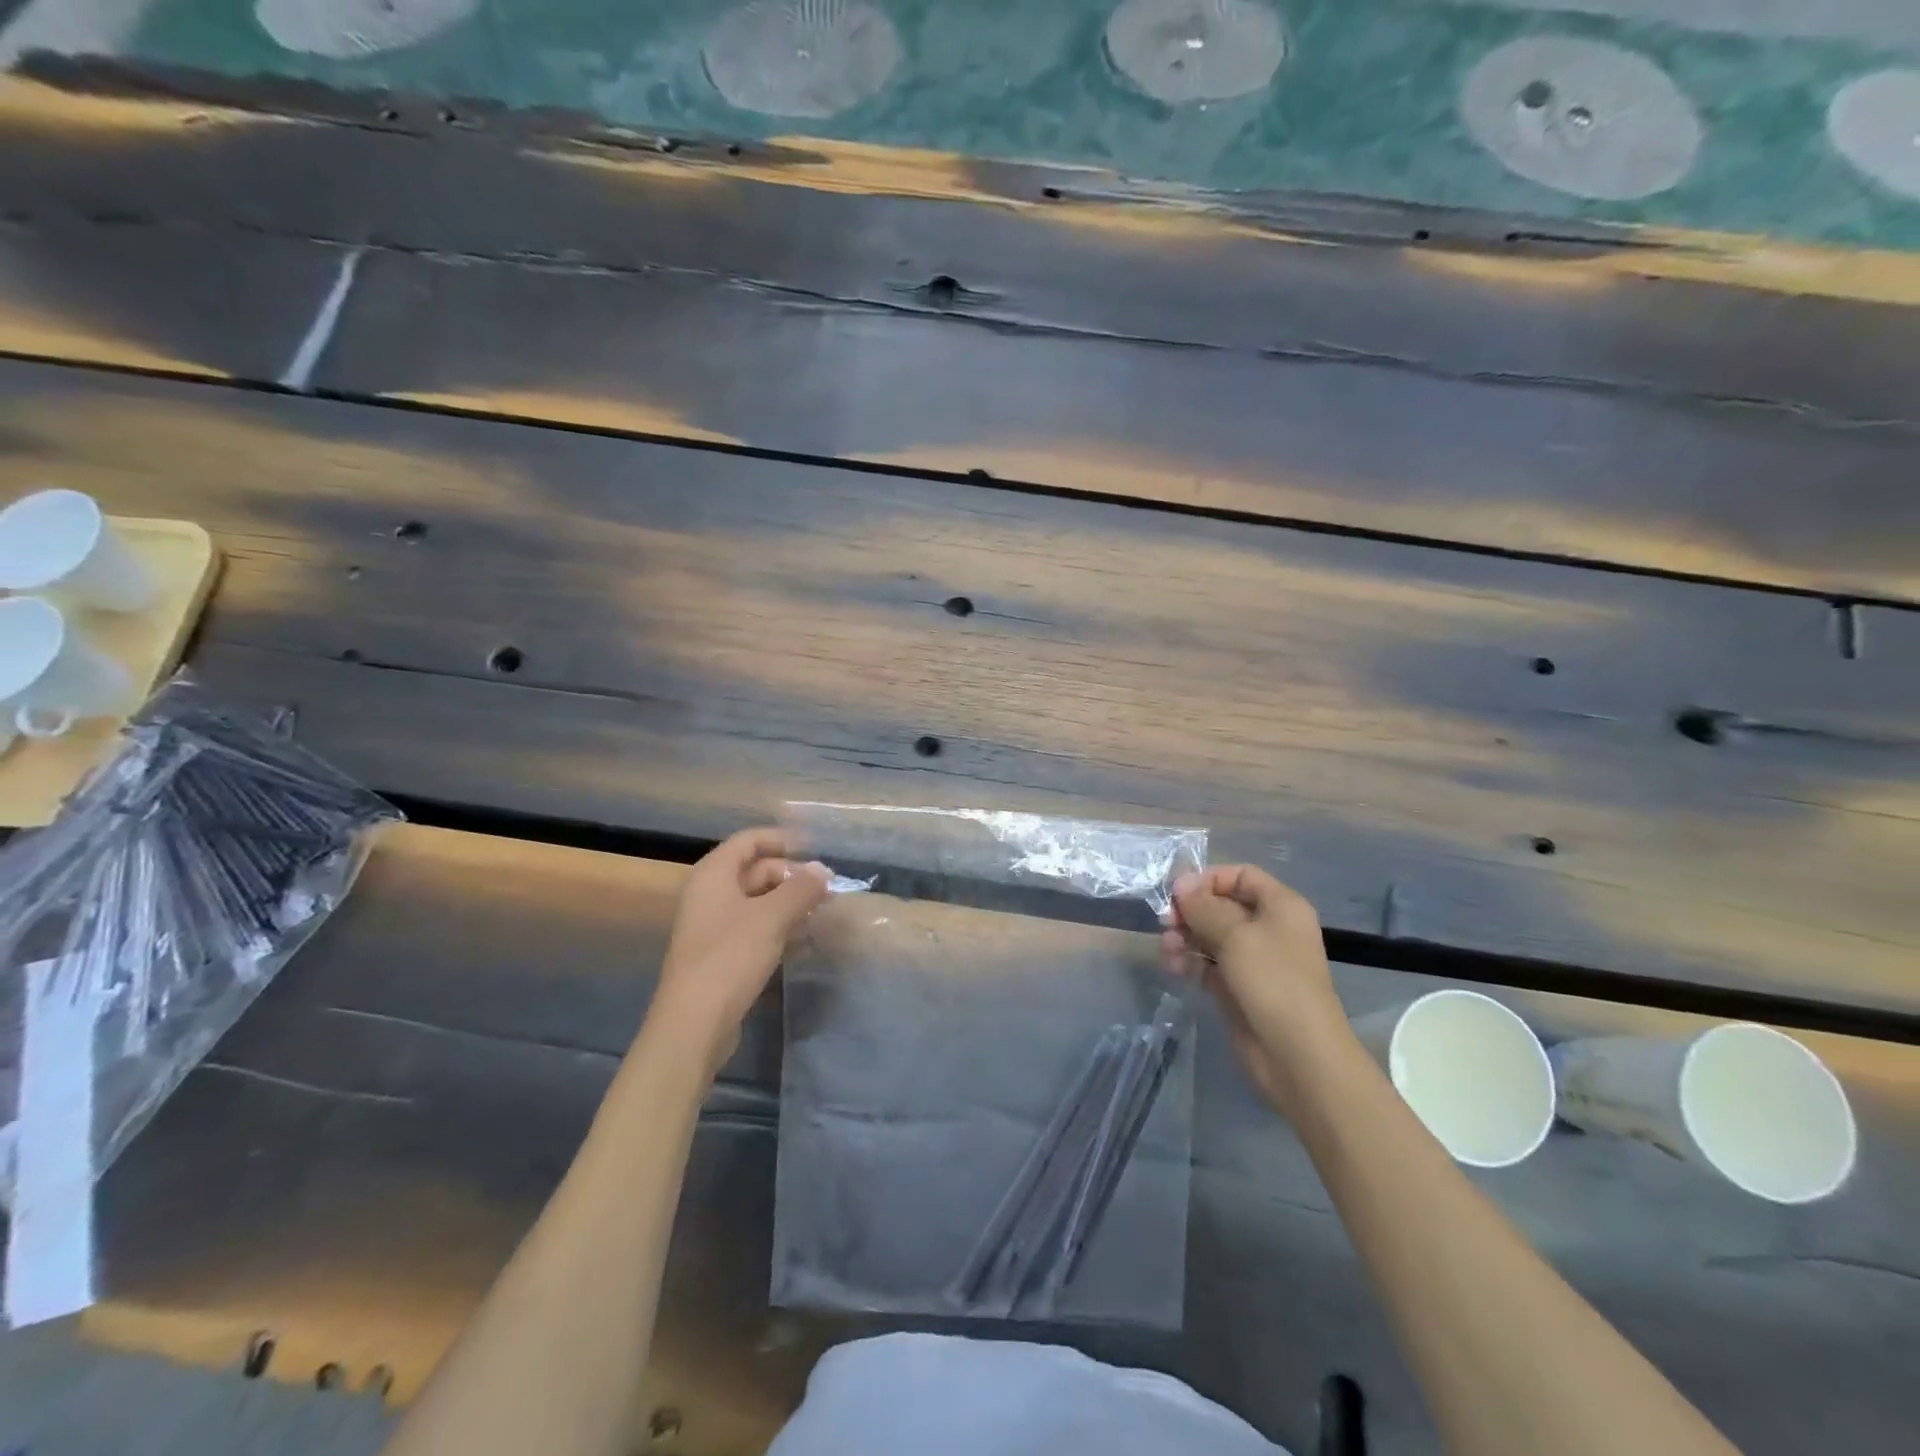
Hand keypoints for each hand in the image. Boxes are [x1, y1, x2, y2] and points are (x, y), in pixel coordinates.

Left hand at [650, 827, 832, 1066]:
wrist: (693, 1024)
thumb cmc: (730, 958)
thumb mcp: (772, 918)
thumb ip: (801, 889)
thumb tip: (823, 870)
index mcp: (714, 875)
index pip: (749, 840)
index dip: (782, 839)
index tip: (816, 849)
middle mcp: (709, 894)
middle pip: (755, 870)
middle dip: (791, 876)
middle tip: (827, 889)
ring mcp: (713, 926)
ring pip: (757, 901)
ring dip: (788, 903)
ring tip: (821, 912)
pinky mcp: (720, 954)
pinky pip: (753, 927)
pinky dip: (778, 926)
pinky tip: (802, 938)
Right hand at [1162, 865, 1348, 1117]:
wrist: (1298, 1056)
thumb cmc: (1273, 982)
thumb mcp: (1236, 935)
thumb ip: (1204, 907)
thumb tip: (1180, 883)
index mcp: (1280, 907)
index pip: (1240, 876)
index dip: (1209, 879)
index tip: (1179, 893)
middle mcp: (1267, 928)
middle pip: (1221, 905)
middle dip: (1191, 911)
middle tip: (1166, 922)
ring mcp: (1252, 960)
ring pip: (1210, 935)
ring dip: (1185, 937)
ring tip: (1168, 949)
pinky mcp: (1237, 988)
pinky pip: (1207, 964)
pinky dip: (1189, 962)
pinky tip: (1174, 968)